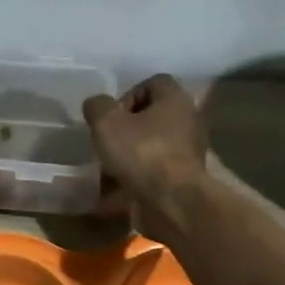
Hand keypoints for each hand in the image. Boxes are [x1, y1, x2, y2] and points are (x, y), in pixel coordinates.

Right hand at [82, 74, 210, 231]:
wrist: (172, 201)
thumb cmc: (142, 153)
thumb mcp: (107, 123)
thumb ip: (98, 108)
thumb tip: (96, 105)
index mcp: (175, 99)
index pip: (153, 84)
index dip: (127, 96)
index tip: (111, 117)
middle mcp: (188, 121)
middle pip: (152, 118)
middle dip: (126, 131)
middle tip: (107, 144)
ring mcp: (188, 153)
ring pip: (151, 148)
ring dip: (129, 158)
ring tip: (106, 173)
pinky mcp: (183, 180)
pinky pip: (154, 174)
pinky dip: (135, 181)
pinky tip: (115, 194)